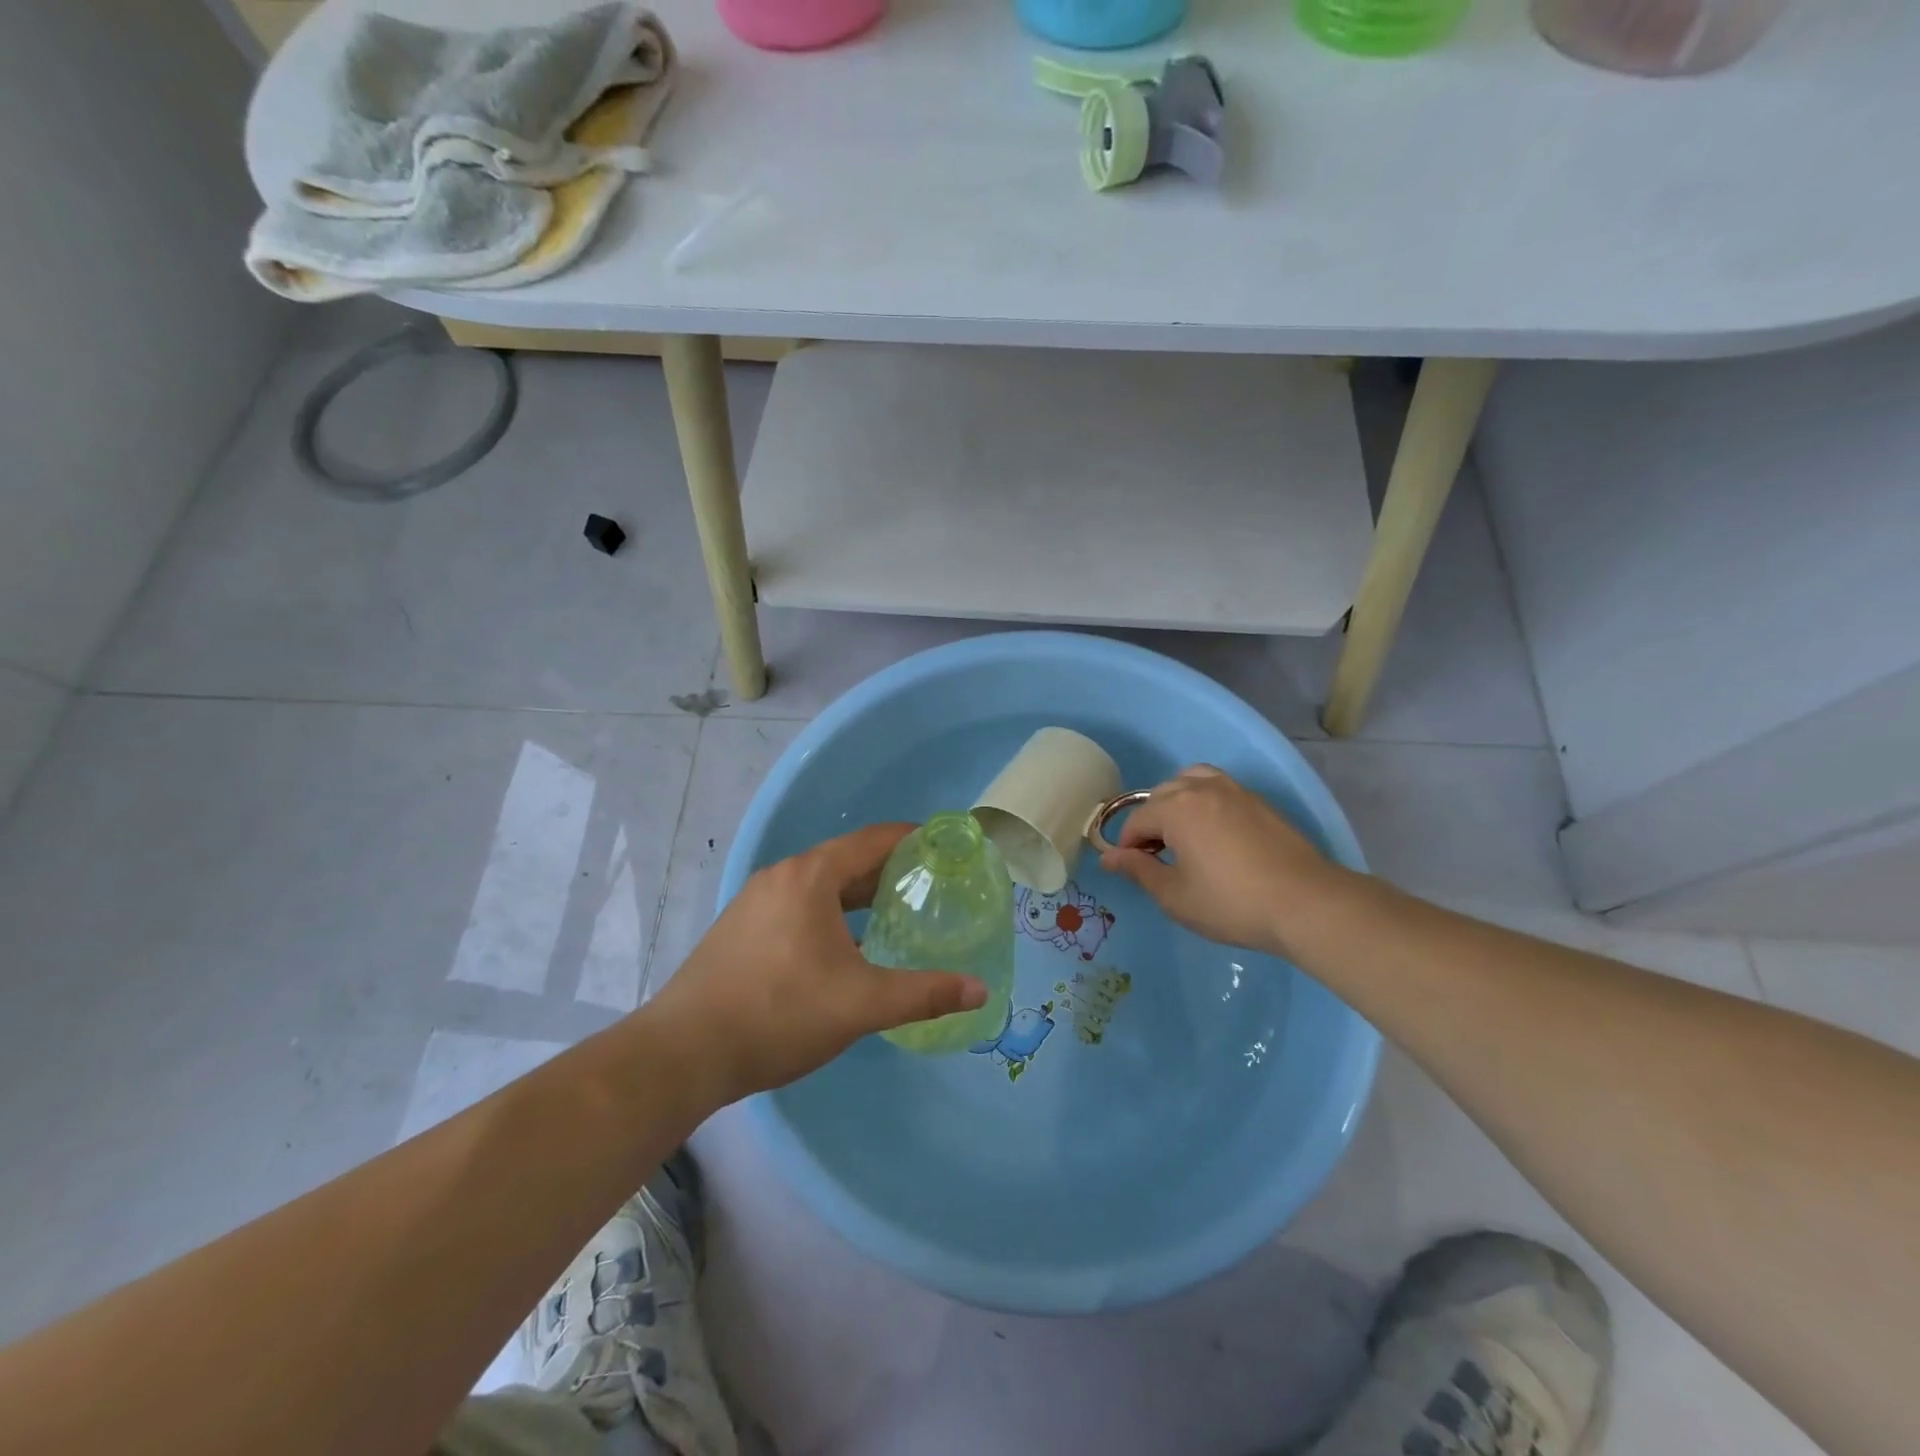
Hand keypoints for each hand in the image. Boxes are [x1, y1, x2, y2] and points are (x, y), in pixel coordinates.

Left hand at [649, 824, 987, 1105]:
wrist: (684, 1053)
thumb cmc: (779, 1013)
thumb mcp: (861, 1004)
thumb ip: (924, 994)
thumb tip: (980, 990)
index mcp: (811, 876)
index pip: (874, 840)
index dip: (915, 840)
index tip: (947, 850)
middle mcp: (782, 876)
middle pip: (848, 860)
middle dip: (891, 872)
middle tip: (932, 890)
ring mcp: (755, 901)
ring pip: (821, 886)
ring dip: (859, 896)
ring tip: (896, 917)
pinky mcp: (741, 928)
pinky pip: (799, 906)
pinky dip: (831, 915)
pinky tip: (845, 949)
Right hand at [1099, 765, 1338, 956]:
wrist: (1305, 903)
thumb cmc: (1231, 903)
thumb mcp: (1175, 896)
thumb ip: (1138, 870)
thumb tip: (1108, 857)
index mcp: (1176, 808)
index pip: (1136, 820)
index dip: (1127, 847)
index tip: (1132, 871)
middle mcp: (1201, 788)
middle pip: (1160, 796)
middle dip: (1150, 823)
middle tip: (1157, 859)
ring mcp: (1234, 790)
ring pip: (1190, 782)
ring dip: (1176, 804)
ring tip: (1183, 836)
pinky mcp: (1258, 801)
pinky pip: (1217, 787)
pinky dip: (1203, 801)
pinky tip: (1213, 834)